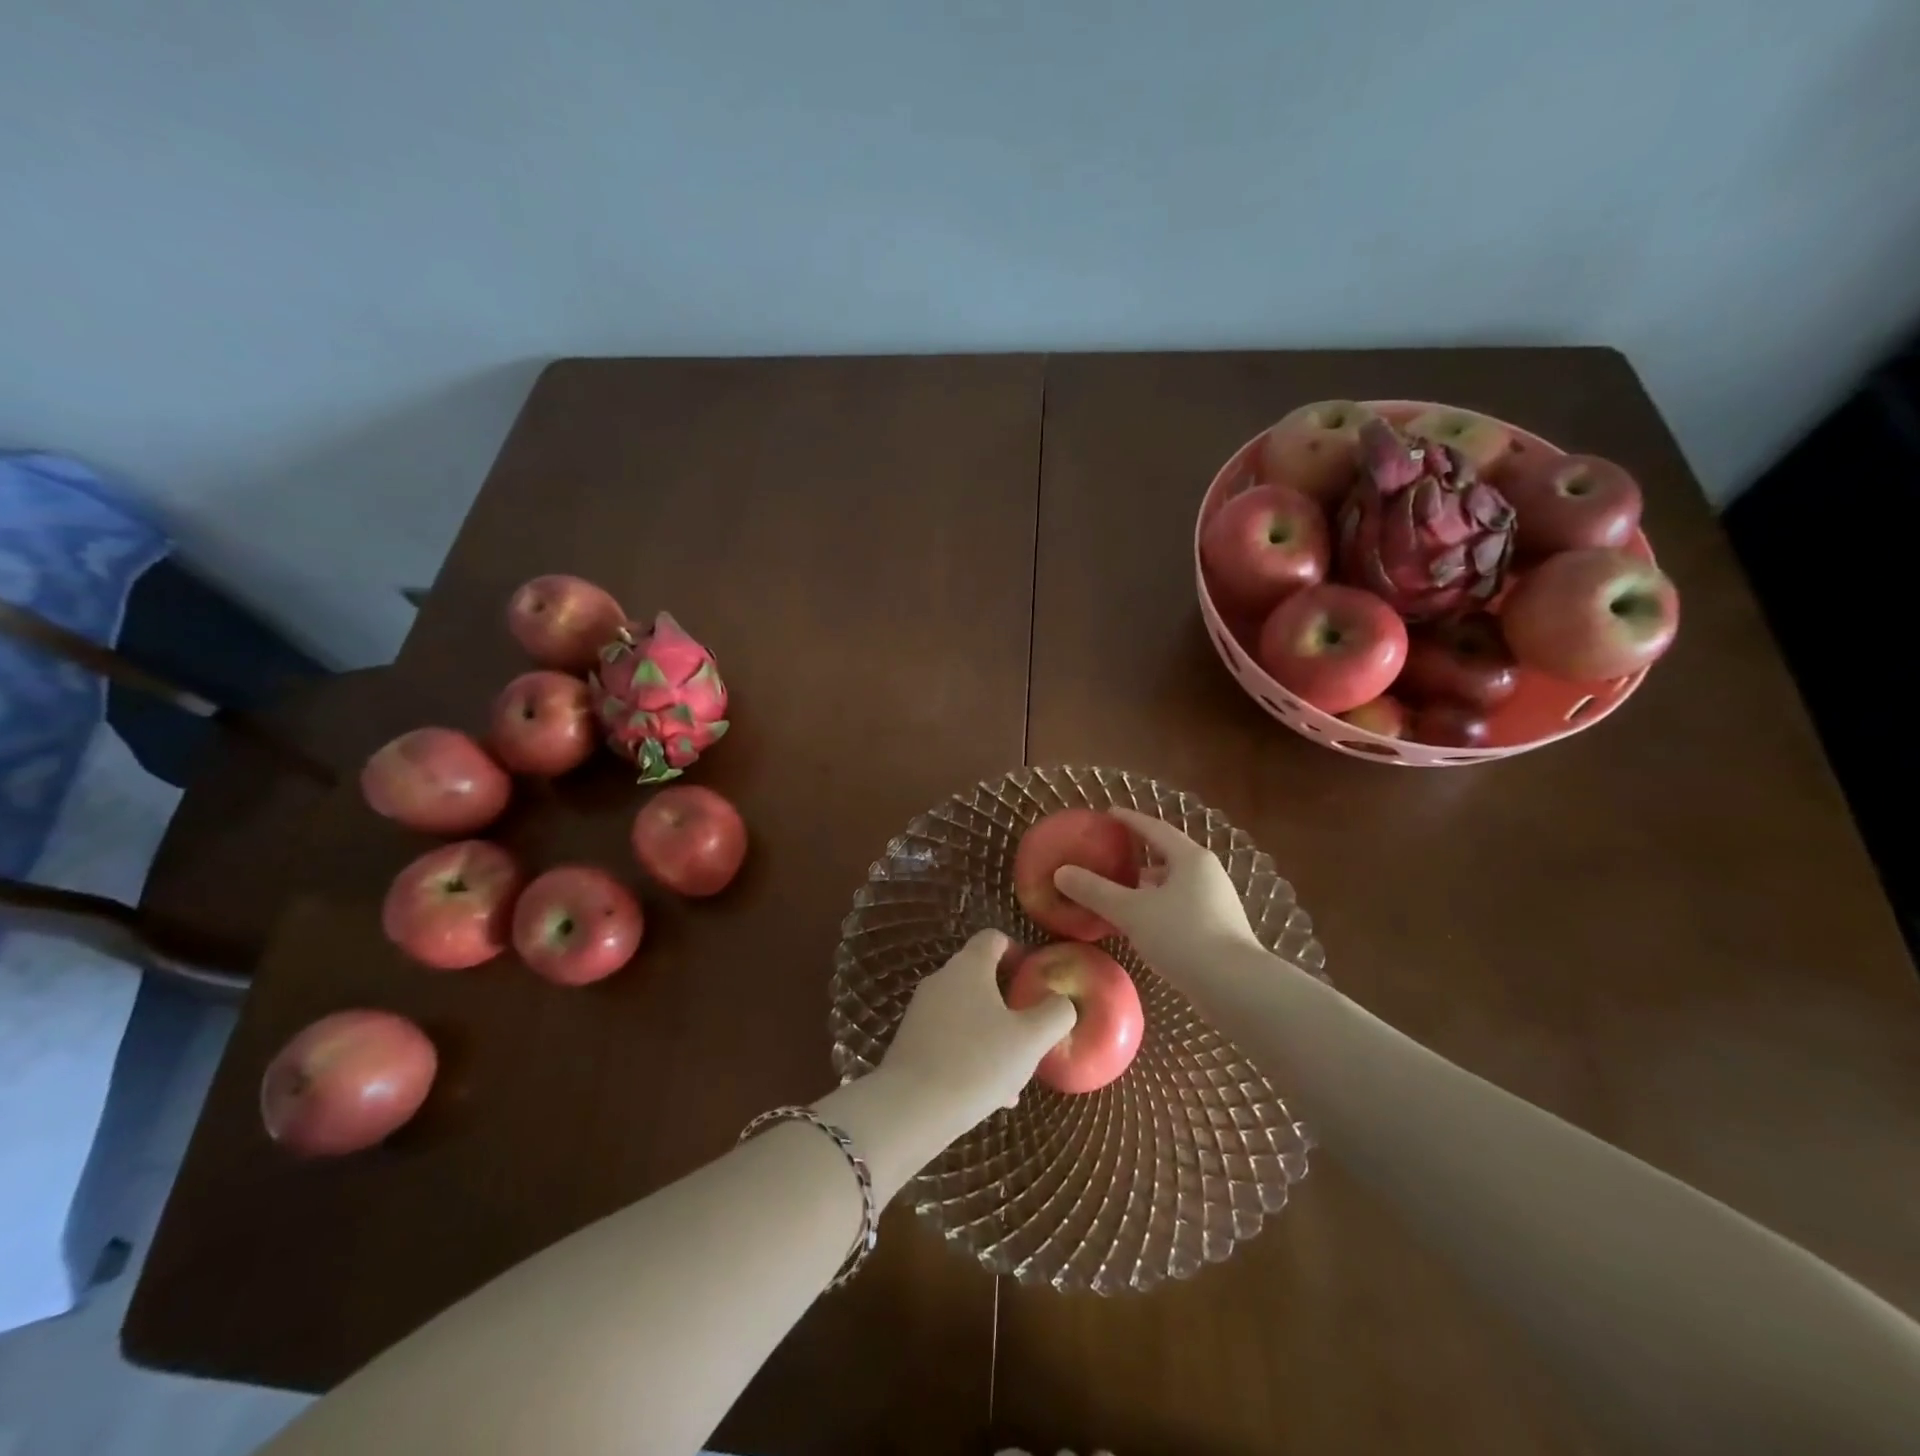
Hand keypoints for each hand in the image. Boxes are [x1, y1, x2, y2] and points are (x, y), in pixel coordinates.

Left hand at [880, 930, 1076, 1136]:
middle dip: (1009, 1002)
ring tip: (1016, 1075)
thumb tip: (1061, 1001)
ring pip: (969, 1013)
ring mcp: (922, 1010)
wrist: (911, 1108)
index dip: (1017, 951)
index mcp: (969, 966)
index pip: (993, 938)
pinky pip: (951, 1037)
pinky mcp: (912, 1040)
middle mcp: (942, 979)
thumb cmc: (977, 1063)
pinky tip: (990, 1093)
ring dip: (994, 1034)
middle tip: (1031, 1031)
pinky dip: (972, 1054)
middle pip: (981, 977)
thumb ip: (1055, 1013)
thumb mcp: (1031, 1039)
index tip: (1035, 979)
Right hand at [1052, 808, 1258, 987]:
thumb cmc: (1183, 937)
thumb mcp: (1132, 911)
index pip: (1155, 829)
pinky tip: (1143, 924)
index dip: (1130, 820)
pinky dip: (1159, 906)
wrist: (1235, 987)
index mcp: (1190, 858)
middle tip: (1110, 855)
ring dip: (1149, 884)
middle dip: (1139, 855)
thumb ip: (1096, 891)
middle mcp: (1207, 874)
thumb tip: (1061, 872)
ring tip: (1121, 891)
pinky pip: (1181, 906)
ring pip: (1175, 884)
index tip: (1108, 814)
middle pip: (1168, 855)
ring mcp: (1217, 902)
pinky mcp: (1219, 929)